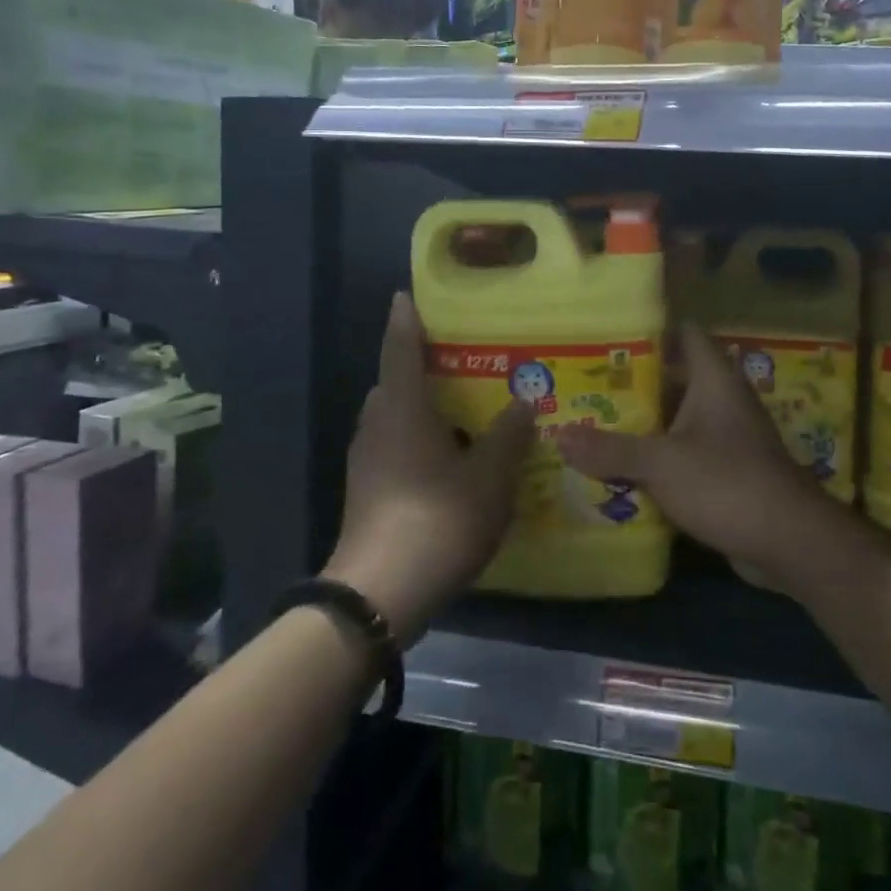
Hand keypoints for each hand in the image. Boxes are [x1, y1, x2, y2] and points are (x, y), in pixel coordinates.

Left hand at [324, 293, 533, 641]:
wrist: (380, 595)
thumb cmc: (437, 519)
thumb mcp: (488, 476)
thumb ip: (508, 435)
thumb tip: (524, 401)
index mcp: (400, 408)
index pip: (400, 348)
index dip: (405, 319)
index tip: (406, 295)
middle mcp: (377, 425)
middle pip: (395, 382)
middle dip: (422, 367)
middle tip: (463, 359)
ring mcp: (367, 461)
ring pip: (395, 418)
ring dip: (423, 407)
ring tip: (464, 407)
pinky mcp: (368, 491)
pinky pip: (395, 446)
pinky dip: (420, 439)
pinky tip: (451, 457)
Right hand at [557, 324, 847, 589]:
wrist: (789, 541)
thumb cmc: (727, 482)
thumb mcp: (662, 463)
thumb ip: (610, 449)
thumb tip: (557, 436)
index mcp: (714, 378)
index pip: (683, 333)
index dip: (648, 329)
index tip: (606, 334)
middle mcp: (723, 399)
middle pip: (673, 377)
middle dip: (632, 382)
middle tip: (585, 383)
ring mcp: (727, 436)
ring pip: (677, 417)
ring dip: (642, 422)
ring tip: (591, 420)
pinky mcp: (726, 470)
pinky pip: (684, 451)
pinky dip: (657, 455)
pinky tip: (620, 465)